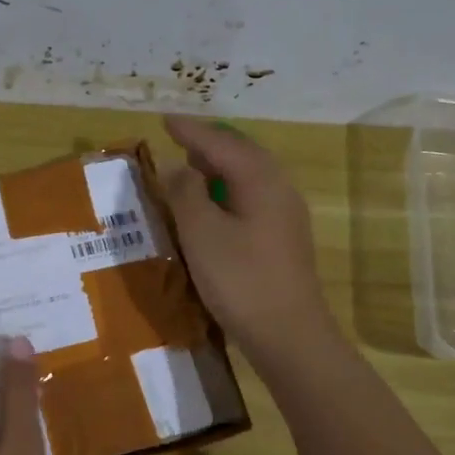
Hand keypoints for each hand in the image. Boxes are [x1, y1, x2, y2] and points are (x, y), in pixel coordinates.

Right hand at [160, 115, 334, 358]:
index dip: (190, 131)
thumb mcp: (201, 234)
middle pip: (242, 154)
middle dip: (209, 144)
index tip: (165, 120)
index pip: (221, 143)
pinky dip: (229, 191)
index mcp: (260, 180)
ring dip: (220, 168)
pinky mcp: (284, 240)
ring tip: (192, 168)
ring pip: (250, 176)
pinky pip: (253, 198)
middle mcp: (279, 189)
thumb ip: (186, 193)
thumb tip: (177, 166)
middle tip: (179, 141)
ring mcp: (287, 215)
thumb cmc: (240, 280)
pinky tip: (214, 207)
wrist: (289, 335)